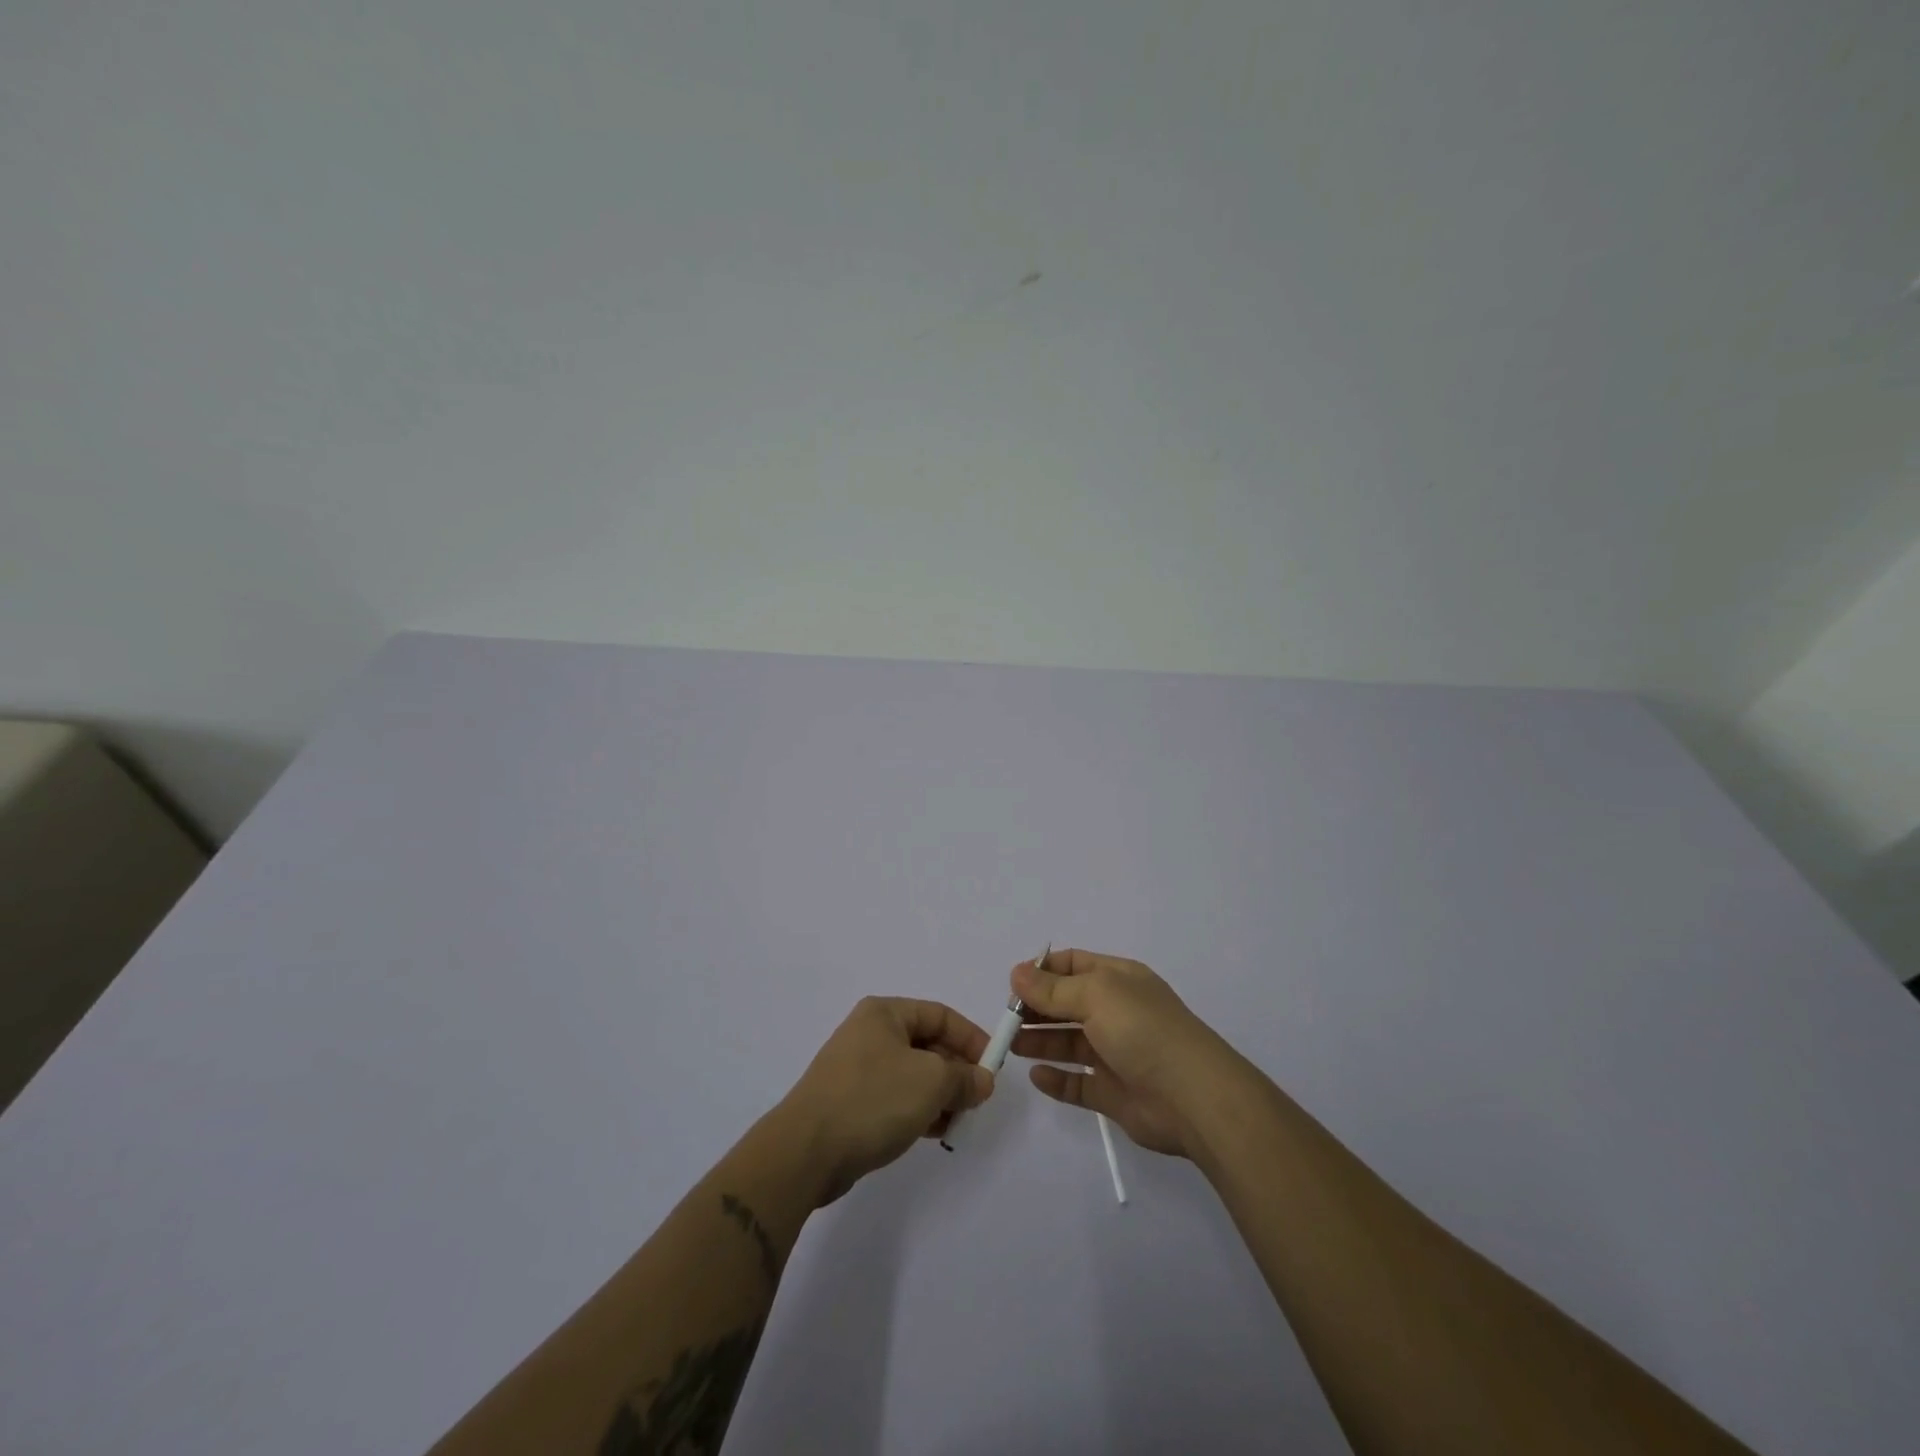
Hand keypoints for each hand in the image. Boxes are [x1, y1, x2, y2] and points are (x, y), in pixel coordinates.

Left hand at [775, 997, 993, 1205]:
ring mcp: (857, 1068)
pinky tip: (932, 1131)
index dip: (971, 1038)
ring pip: (912, 1074)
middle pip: (926, 1044)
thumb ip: (964, 1077)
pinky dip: (917, 1109)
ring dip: (939, 1094)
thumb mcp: (931, 1082)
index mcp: (885, 1013)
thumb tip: (982, 1080)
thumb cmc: (873, 1099)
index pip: (940, 1015)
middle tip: (976, 1099)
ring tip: (956, 1120)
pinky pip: (895, 1097)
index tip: (994, 1067)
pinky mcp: (850, 1101)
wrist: (806, 1150)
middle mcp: (869, 1033)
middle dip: (955, 1071)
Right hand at [1010, 949, 1235, 1158]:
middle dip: (1036, 1008)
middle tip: (1006, 1019)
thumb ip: (1053, 989)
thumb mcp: (1096, 995)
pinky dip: (1057, 1079)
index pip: (1074, 964)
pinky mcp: (1113, 1093)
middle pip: (1067, 1004)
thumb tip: (1016, 973)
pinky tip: (1036, 1076)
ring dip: (1040, 1041)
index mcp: (1119, 980)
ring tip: (1010, 1045)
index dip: (1042, 971)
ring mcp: (1116, 1054)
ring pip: (1069, 1043)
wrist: (1193, 1097)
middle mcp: (1117, 1013)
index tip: (1012, 984)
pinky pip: (1078, 1084)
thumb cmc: (1143, 1031)